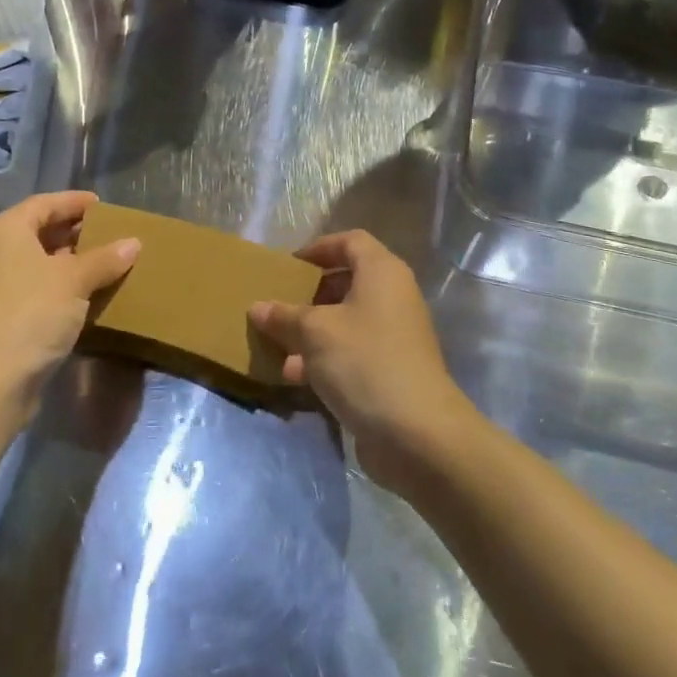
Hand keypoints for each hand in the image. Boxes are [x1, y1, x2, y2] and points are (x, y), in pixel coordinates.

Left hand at [0, 192, 139, 427]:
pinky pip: (42, 288)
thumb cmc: (31, 313)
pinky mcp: (8, 316)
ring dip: (74, 262)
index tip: (104, 205)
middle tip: (113, 233)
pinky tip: (93, 294)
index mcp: (7, 231)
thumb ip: (105, 258)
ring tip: (111, 262)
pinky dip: (66, 287)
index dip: (74, 202)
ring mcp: (1, 286)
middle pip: (42, 231)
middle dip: (77, 232)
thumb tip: (134, 243)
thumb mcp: (74, 280)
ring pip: (43, 262)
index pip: (44, 203)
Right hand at [248, 230, 479, 491]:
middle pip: (346, 283)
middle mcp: (392, 298)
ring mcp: (394, 337)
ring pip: (345, 322)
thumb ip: (285, 316)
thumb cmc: (365, 362)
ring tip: (276, 344)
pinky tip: (293, 377)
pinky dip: (323, 360)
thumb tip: (258, 307)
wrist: (418, 434)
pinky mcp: (390, 372)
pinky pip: (351, 354)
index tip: (288, 265)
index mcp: (382, 273)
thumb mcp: (315, 332)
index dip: (319, 248)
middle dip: (309, 294)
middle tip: (278, 304)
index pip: (351, 241)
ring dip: (310, 332)